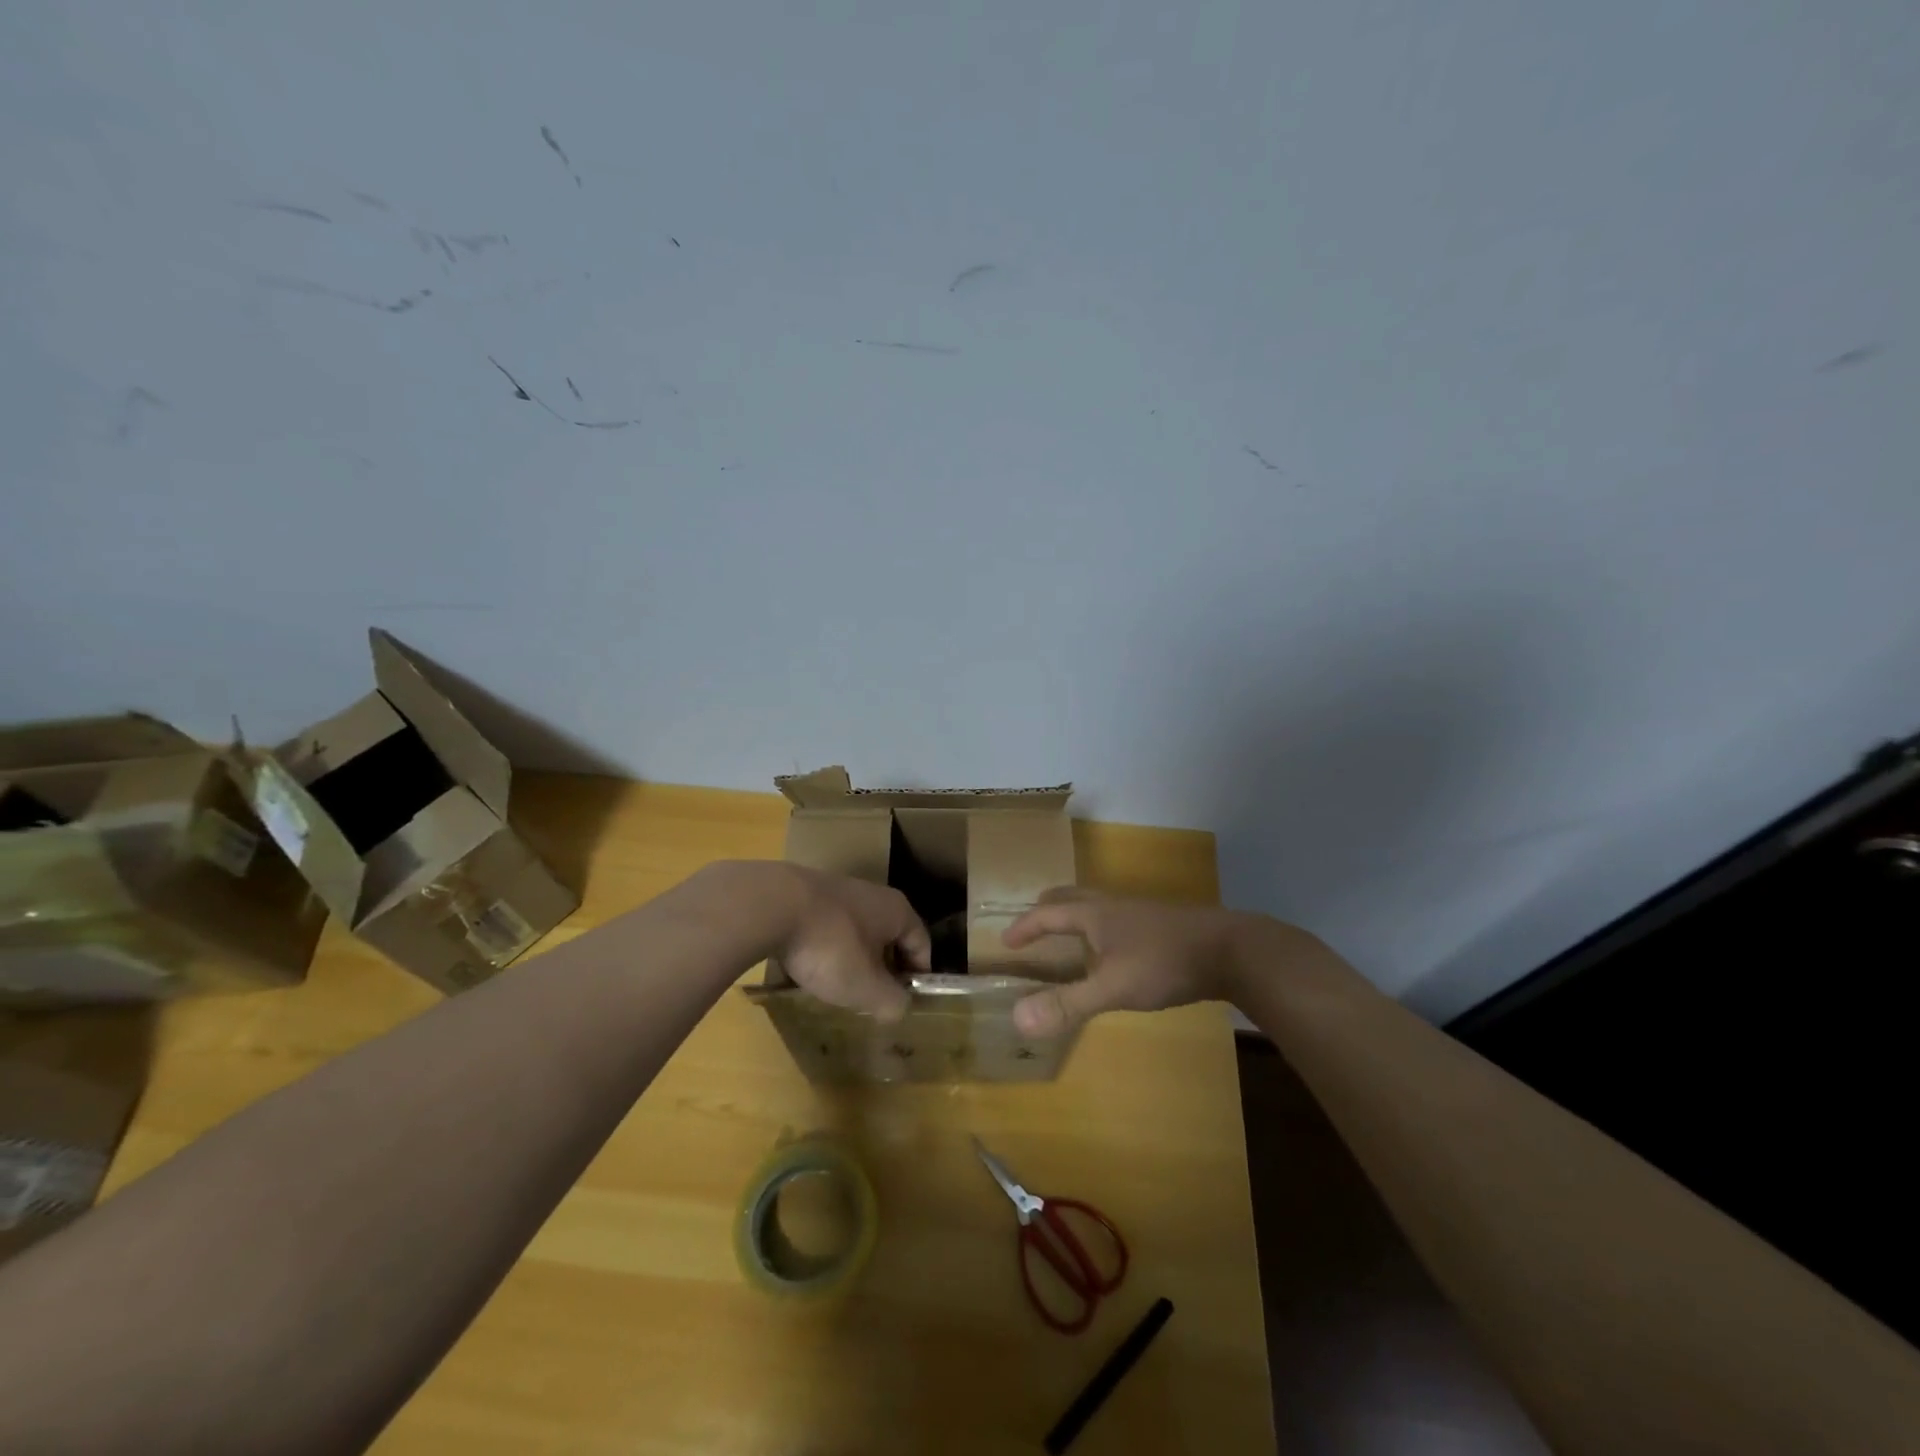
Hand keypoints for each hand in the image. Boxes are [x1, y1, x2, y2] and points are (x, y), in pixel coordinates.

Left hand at [755, 863, 929, 1022]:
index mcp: (897, 911)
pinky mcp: (806, 895)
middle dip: (883, 967)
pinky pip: (826, 928)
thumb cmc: (831, 947)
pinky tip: (807, 968)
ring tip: (838, 986)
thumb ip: (891, 1001)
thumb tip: (901, 1007)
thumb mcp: (866, 986)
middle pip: (888, 936)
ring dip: (852, 958)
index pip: (922, 943)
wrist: (771, 905)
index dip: (918, 975)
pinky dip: (824, 948)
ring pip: (855, 931)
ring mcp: (838, 890)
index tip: (905, 1001)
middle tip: (873, 998)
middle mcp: (873, 894)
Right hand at [1001, 888, 1263, 1036]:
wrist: (1231, 949)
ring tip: (1070, 933)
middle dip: (1048, 908)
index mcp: (1094, 914)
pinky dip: (1100, 927)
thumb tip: (1017, 1018)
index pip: (1048, 914)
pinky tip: (1115, 950)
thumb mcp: (1113, 987)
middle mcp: (1113, 906)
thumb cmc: (1165, 962)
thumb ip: (1068, 1003)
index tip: (1005, 940)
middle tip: (1033, 922)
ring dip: (1075, 914)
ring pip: (1097, 905)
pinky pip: (1118, 918)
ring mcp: (1140, 913)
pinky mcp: (1162, 924)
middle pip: (1072, 897)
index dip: (1025, 927)